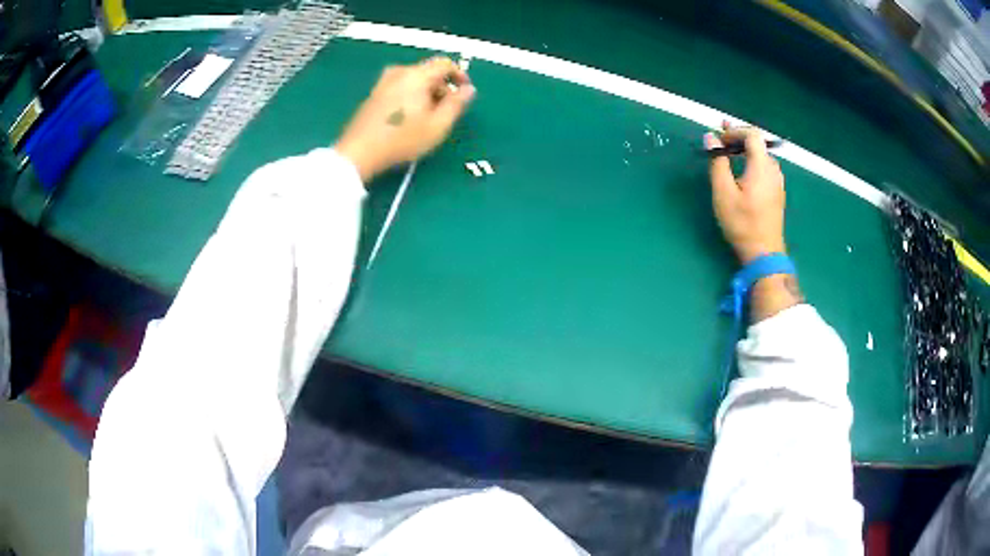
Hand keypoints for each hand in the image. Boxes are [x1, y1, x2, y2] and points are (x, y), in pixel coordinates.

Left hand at [335, 56, 475, 182]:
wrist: (358, 152)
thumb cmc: (402, 139)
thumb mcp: (438, 125)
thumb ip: (456, 104)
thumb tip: (469, 90)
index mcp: (416, 75)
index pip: (445, 64)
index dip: (460, 75)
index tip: (465, 92)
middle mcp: (399, 72)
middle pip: (428, 72)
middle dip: (442, 88)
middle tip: (448, 111)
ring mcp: (383, 83)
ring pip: (414, 81)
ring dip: (427, 94)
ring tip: (429, 117)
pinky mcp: (373, 95)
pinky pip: (400, 88)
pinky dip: (411, 97)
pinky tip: (410, 118)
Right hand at [704, 123, 785, 264]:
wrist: (764, 253)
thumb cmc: (742, 223)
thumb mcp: (723, 192)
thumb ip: (717, 162)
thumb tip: (710, 137)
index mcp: (762, 165)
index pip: (752, 134)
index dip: (734, 131)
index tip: (719, 138)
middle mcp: (773, 169)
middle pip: (758, 143)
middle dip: (738, 138)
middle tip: (720, 138)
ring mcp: (778, 182)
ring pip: (762, 156)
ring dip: (745, 150)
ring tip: (728, 153)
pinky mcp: (777, 192)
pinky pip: (765, 168)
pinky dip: (752, 162)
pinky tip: (742, 172)